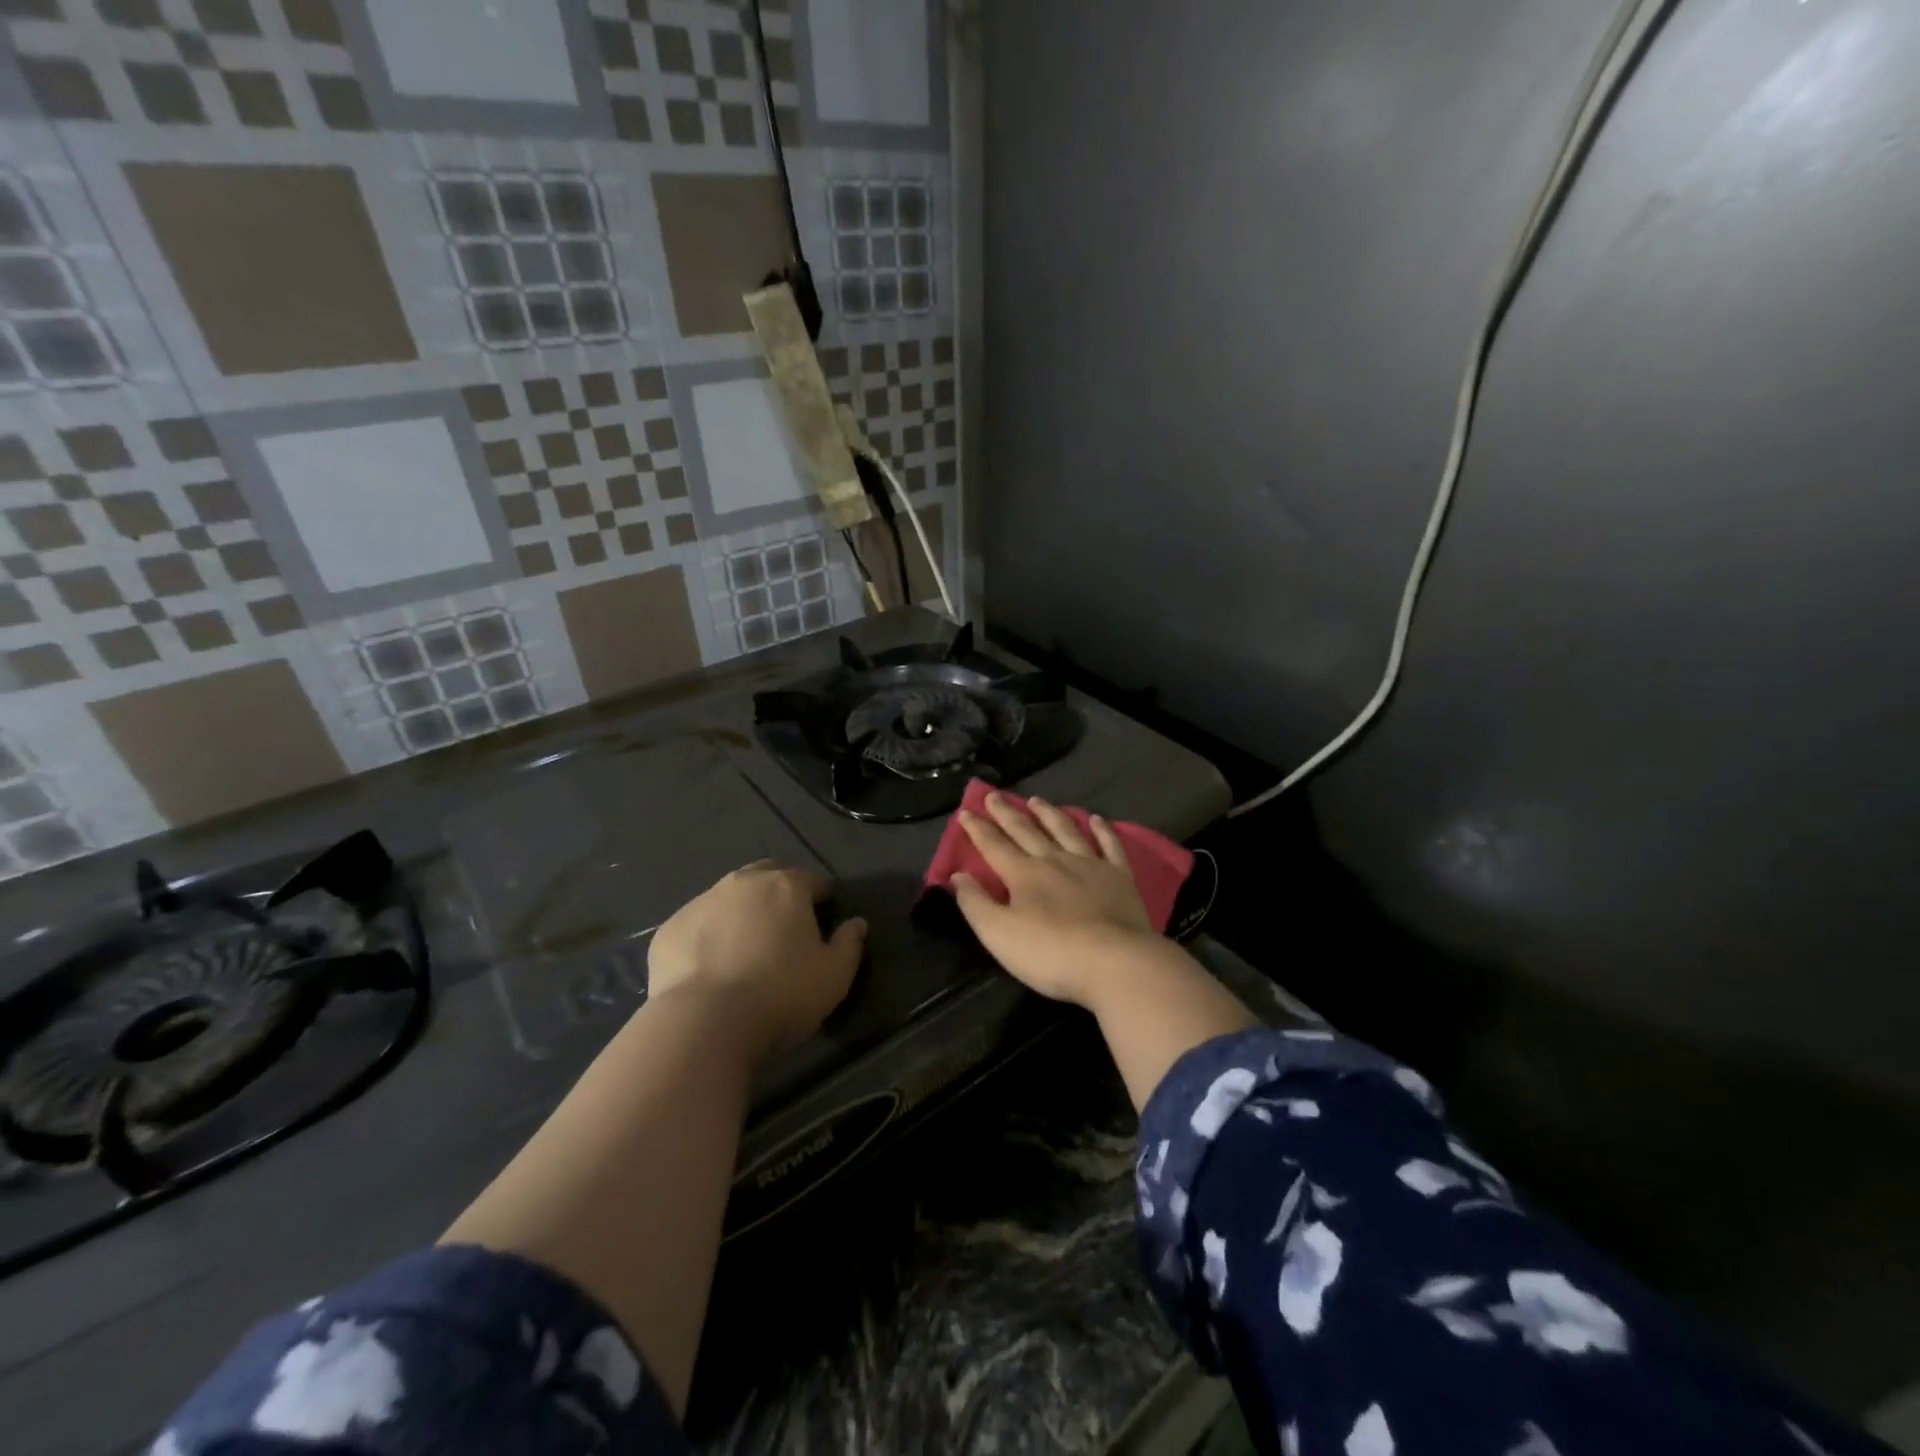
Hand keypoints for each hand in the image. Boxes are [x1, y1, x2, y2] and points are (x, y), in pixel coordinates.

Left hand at [648, 862, 865, 1061]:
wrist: (704, 1023)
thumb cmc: (782, 994)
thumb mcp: (834, 976)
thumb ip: (850, 944)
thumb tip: (857, 924)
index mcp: (786, 886)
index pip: (812, 881)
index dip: (821, 899)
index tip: (824, 920)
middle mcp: (742, 883)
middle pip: (767, 876)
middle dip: (778, 893)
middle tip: (784, 929)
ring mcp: (701, 903)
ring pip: (728, 898)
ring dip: (740, 913)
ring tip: (744, 949)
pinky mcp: (669, 929)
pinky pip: (697, 925)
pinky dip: (708, 937)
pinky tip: (710, 968)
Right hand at [950, 793, 1159, 1009]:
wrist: (1115, 961)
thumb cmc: (1051, 953)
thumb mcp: (999, 935)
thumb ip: (976, 904)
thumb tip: (957, 875)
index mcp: (1023, 874)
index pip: (994, 846)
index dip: (978, 829)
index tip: (965, 812)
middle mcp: (1054, 860)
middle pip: (1026, 831)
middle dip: (1007, 813)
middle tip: (994, 795)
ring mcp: (1090, 864)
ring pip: (1065, 830)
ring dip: (1049, 814)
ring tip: (1036, 801)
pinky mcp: (1119, 876)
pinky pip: (1109, 845)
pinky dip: (1102, 830)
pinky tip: (1096, 819)